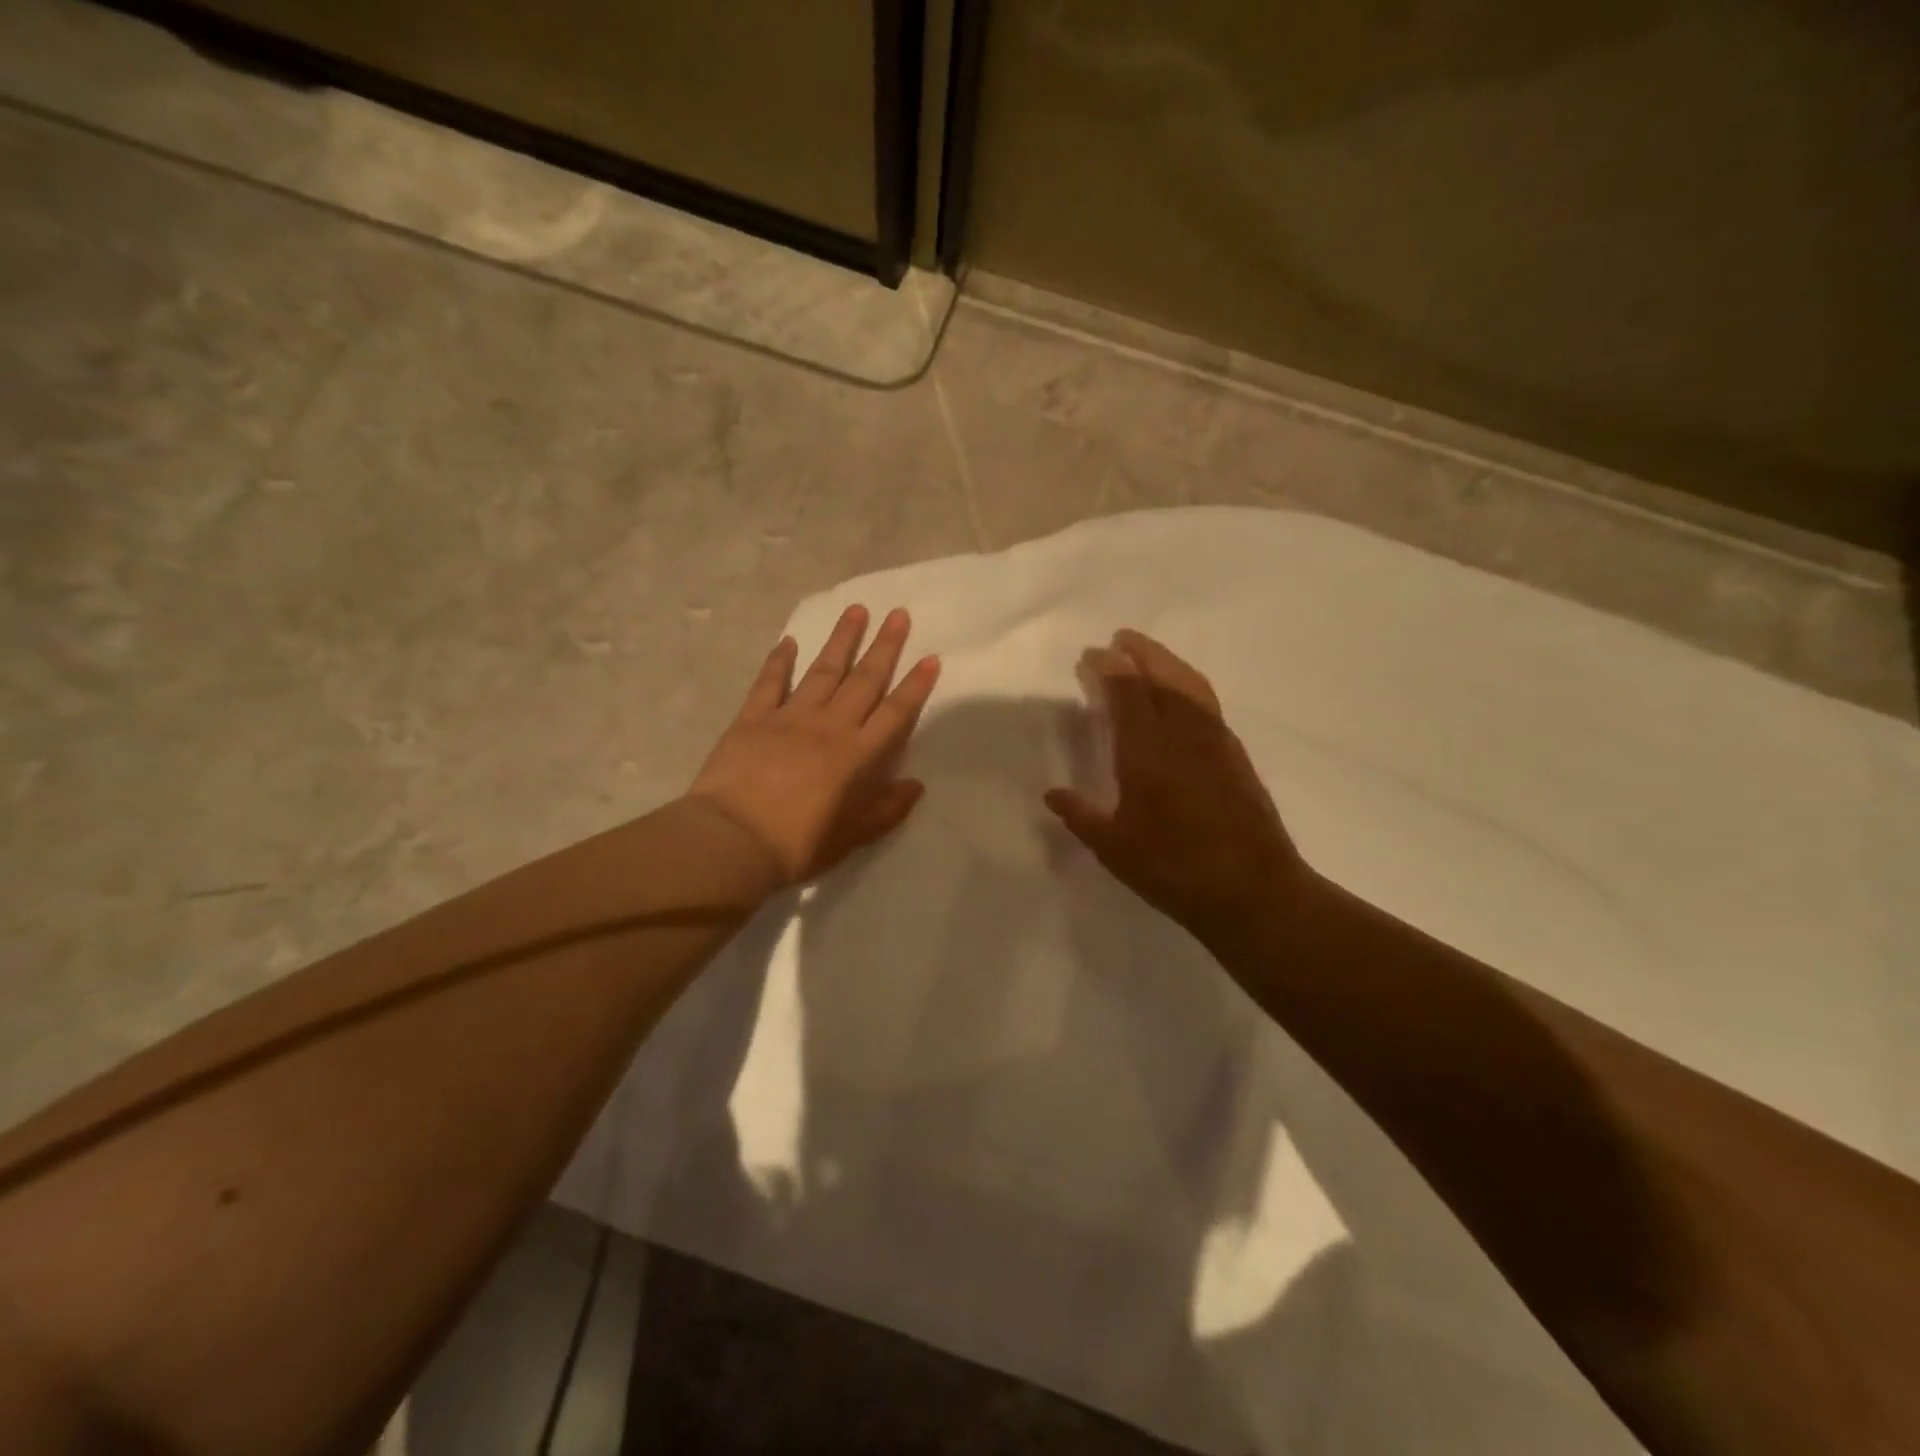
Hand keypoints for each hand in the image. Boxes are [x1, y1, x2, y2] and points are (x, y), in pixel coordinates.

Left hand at [688, 605, 940, 883]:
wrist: (733, 841)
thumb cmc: (799, 844)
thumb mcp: (853, 836)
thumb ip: (887, 810)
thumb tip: (916, 785)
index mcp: (857, 755)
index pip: (894, 713)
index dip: (915, 686)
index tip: (930, 658)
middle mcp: (829, 726)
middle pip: (863, 680)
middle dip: (884, 646)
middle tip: (898, 614)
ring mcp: (789, 717)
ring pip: (822, 671)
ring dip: (841, 640)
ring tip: (857, 610)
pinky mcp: (753, 718)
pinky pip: (770, 683)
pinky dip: (779, 662)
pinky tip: (789, 642)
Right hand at [1045, 630, 1314, 952]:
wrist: (1254, 892)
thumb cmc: (1175, 870)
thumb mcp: (1115, 849)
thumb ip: (1081, 816)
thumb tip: (1052, 793)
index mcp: (1147, 754)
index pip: (1127, 695)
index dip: (1109, 669)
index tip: (1092, 654)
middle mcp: (1183, 736)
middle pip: (1162, 678)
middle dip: (1140, 653)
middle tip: (1120, 638)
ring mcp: (1215, 743)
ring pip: (1191, 685)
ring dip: (1168, 663)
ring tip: (1149, 655)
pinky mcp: (1236, 756)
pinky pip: (1208, 703)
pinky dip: (1189, 685)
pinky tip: (1182, 696)